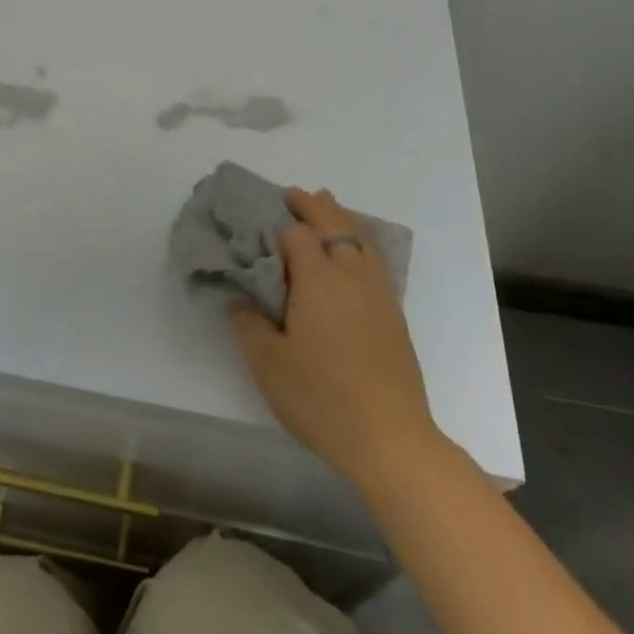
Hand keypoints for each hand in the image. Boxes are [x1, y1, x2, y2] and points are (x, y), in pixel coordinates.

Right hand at [230, 187, 442, 492]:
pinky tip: (351, 249)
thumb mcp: (268, 364)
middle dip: (311, 205)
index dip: (276, 224)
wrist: (390, 439)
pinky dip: (358, 239)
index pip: (296, 234)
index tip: (258, 223)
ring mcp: (377, 292)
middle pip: (333, 223)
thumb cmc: (321, 399)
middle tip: (290, 194)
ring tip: (324, 202)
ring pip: (359, 237)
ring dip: (338, 216)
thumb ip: (249, 324)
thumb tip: (240, 297)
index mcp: (318, 280)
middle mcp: (351, 275)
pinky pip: (373, 257)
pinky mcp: (393, 312)